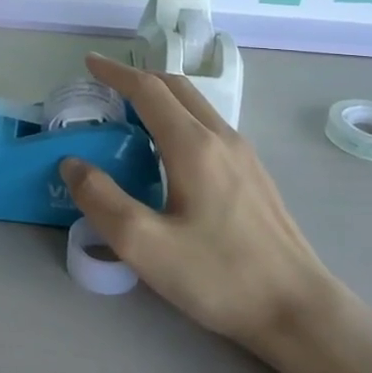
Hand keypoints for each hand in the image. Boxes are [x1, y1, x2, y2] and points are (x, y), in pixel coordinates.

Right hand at [61, 53, 344, 350]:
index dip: (116, 73)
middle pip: (176, 88)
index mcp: (193, 146)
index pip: (148, 90)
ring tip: (131, 115)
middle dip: (138, 79)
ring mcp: (244, 156)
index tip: (89, 62)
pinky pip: (209, 127)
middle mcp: (222, 138)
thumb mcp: (145, 245)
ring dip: (161, 97)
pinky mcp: (255, 176)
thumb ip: (101, 200)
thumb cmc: (218, 276)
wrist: (298, 309)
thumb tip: (73, 164)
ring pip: (197, 106)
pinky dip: (179, 118)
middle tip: (105, 87)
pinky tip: (169, 151)